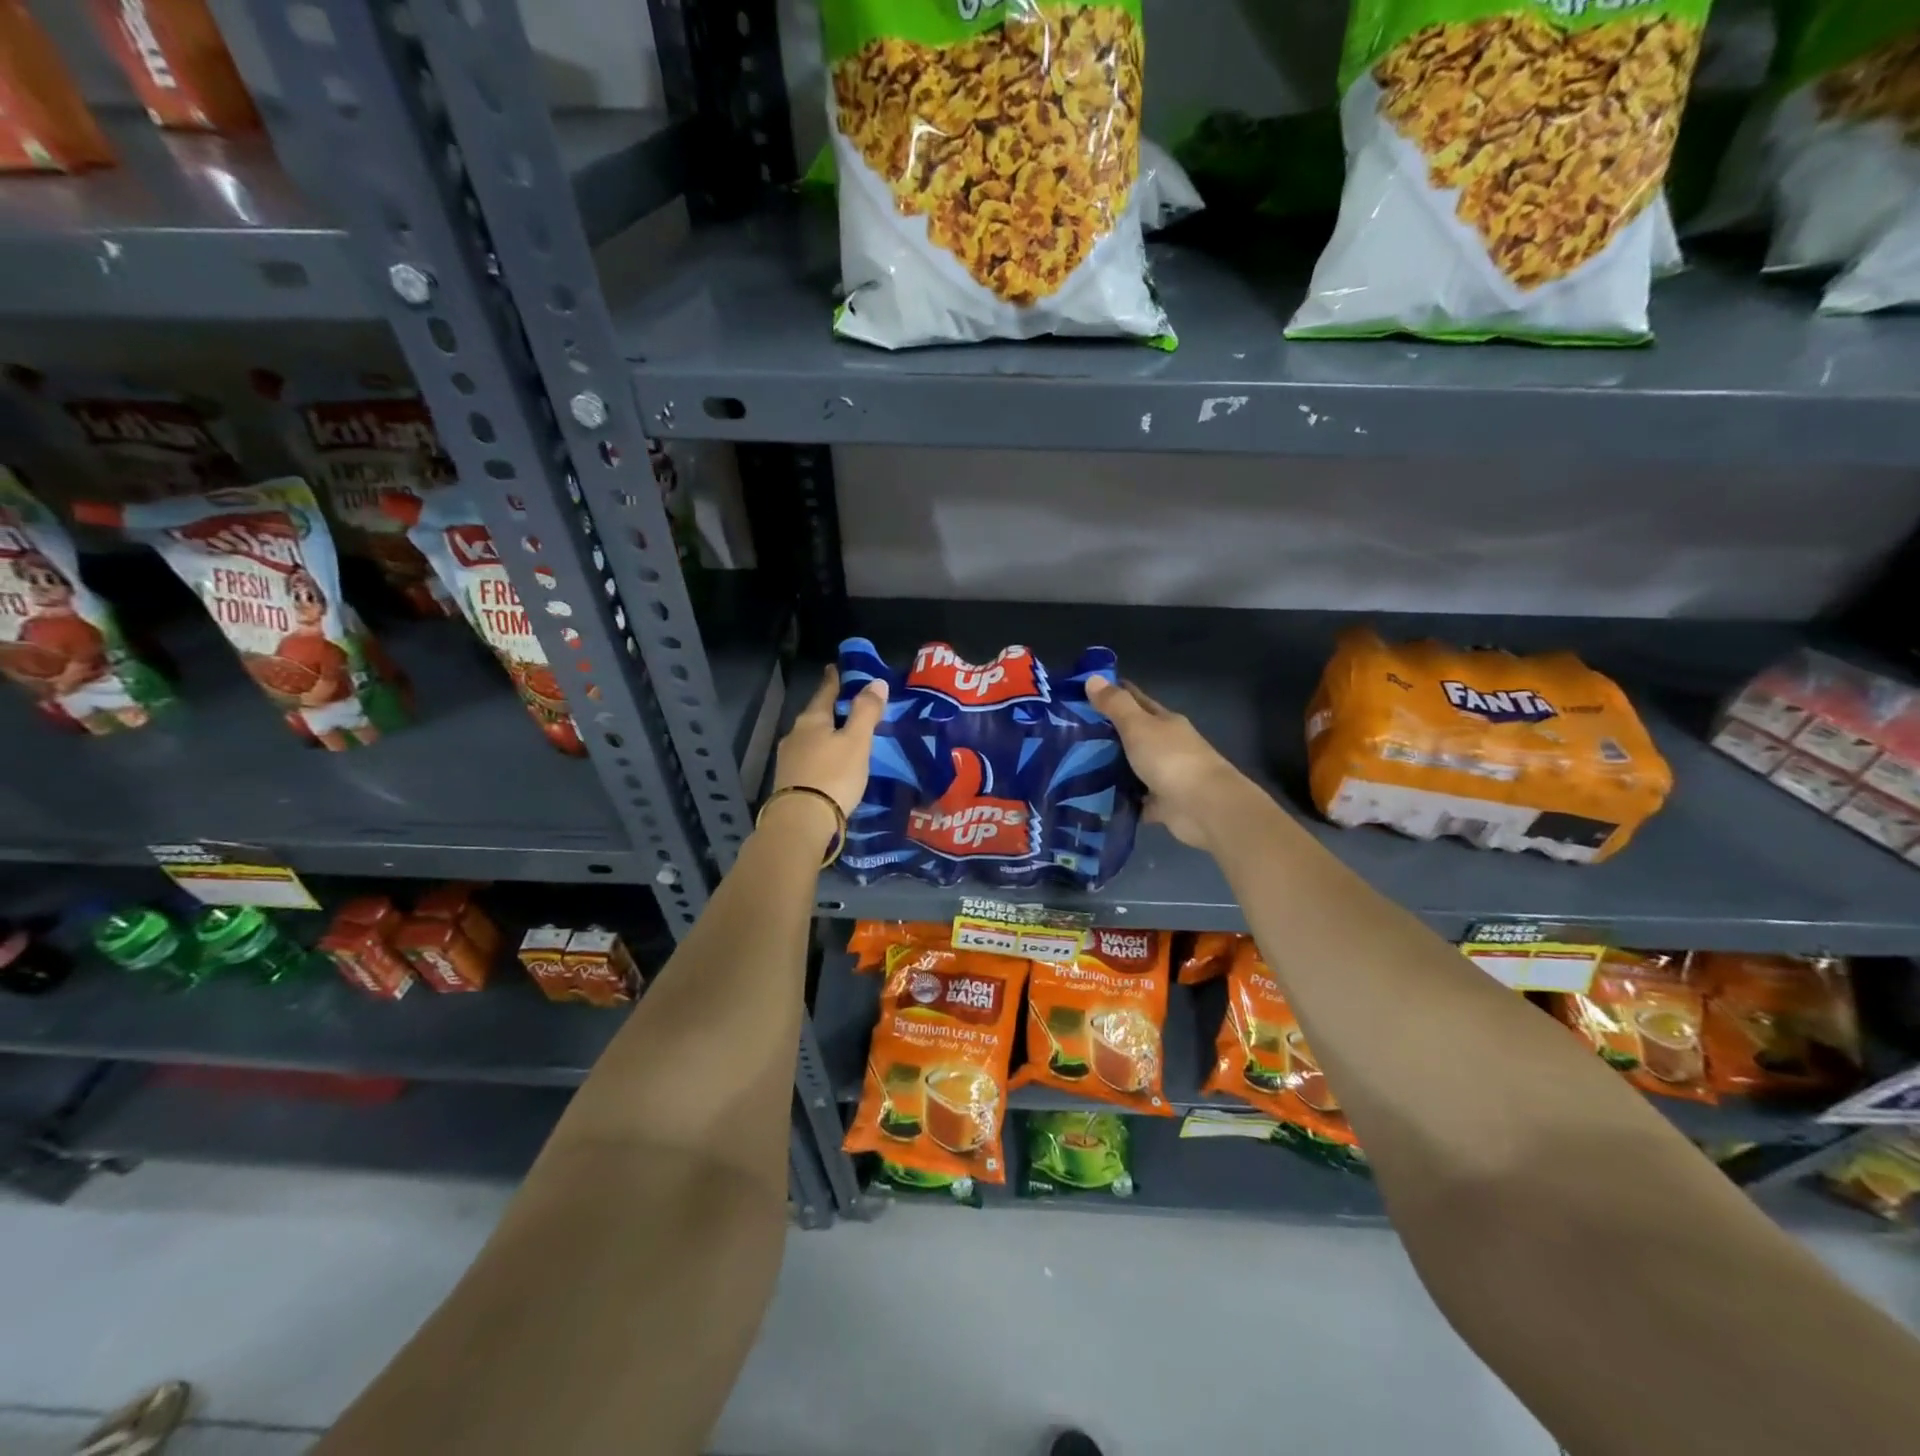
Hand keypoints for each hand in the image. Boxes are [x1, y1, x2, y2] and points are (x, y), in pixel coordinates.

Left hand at [769, 667, 887, 822]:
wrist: (801, 822)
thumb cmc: (833, 776)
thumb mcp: (856, 742)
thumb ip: (866, 712)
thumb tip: (876, 682)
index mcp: (812, 720)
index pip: (825, 692)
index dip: (833, 680)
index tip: (834, 667)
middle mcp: (795, 734)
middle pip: (815, 715)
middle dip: (829, 709)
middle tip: (846, 705)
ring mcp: (788, 759)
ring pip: (810, 738)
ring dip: (824, 734)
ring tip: (840, 737)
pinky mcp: (788, 781)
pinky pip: (807, 758)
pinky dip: (820, 755)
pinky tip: (828, 763)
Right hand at [1087, 677, 1258, 853]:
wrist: (1204, 807)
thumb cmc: (1170, 759)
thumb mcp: (1138, 726)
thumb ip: (1115, 705)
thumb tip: (1092, 677)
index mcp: (1163, 722)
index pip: (1136, 700)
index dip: (1113, 694)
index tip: (1084, 692)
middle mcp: (1165, 746)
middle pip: (1132, 735)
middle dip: (1105, 733)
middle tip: (1067, 733)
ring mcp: (1164, 775)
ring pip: (1131, 767)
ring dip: (1109, 768)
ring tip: (1073, 766)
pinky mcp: (1161, 804)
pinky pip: (1135, 799)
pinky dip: (1119, 799)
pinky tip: (1094, 798)